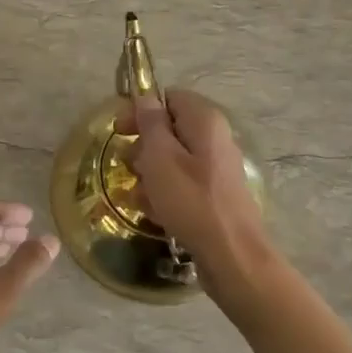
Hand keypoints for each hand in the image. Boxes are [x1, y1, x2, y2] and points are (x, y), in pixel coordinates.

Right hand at [118, 90, 273, 291]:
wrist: (232, 254)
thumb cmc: (190, 200)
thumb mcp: (160, 157)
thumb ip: (151, 123)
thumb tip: (145, 97)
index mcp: (205, 120)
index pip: (169, 98)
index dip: (141, 111)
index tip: (119, 132)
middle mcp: (215, 138)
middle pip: (170, 130)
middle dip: (144, 147)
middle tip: (129, 167)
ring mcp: (217, 168)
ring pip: (174, 160)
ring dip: (150, 174)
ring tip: (139, 196)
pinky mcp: (216, 195)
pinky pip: (184, 184)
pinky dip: (166, 193)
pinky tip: (154, 213)